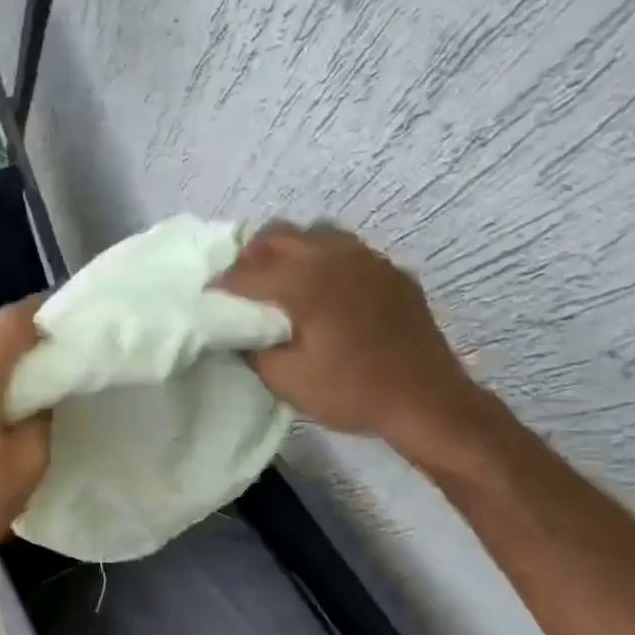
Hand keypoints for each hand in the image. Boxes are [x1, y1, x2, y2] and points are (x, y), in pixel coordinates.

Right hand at [215, 221, 481, 457]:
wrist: (426, 401)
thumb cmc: (353, 392)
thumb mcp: (288, 381)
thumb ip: (253, 349)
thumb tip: (239, 332)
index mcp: (306, 281)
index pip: (249, 272)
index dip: (222, 284)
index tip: (209, 297)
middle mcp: (335, 257)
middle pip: (279, 235)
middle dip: (252, 256)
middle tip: (243, 286)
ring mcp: (368, 259)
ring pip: (316, 233)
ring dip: (291, 250)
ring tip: (284, 281)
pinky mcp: (391, 271)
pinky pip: (348, 250)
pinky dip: (326, 260)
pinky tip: (328, 292)